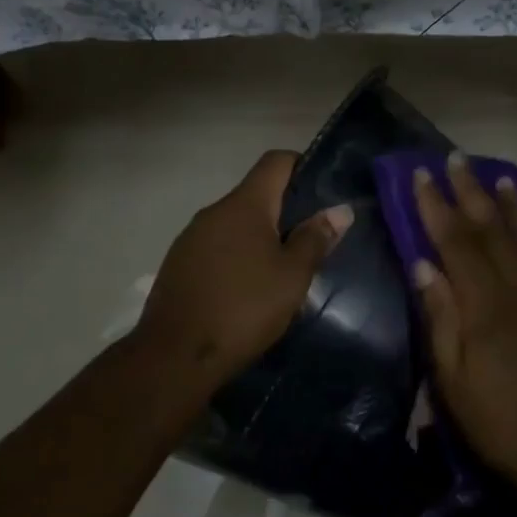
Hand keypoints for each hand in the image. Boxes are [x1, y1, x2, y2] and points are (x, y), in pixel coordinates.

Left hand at [137, 150, 352, 387]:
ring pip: (235, 224)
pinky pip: (217, 247)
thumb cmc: (244, 309)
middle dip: (285, 211)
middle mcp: (213, 211)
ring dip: (260, 237)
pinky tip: (248, 288)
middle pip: (255, 194)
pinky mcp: (179, 263)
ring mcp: (191, 237)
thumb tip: (340, 210)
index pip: (275, 161)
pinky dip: (237, 256)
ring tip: (282, 269)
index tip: (323, 193)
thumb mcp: (292, 277)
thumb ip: (316, 239)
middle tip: (312, 241)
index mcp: (244, 205)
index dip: (302, 166)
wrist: (176, 355)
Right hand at [411, 152, 516, 489]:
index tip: (421, 175)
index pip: (455, 240)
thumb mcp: (453, 378)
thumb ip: (440, 316)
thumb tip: (423, 265)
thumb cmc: (501, 420)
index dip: (436, 206)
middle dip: (471, 191)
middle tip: (456, 160)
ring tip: (499, 176)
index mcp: (486, 304)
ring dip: (513, 203)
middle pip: (493, 227)